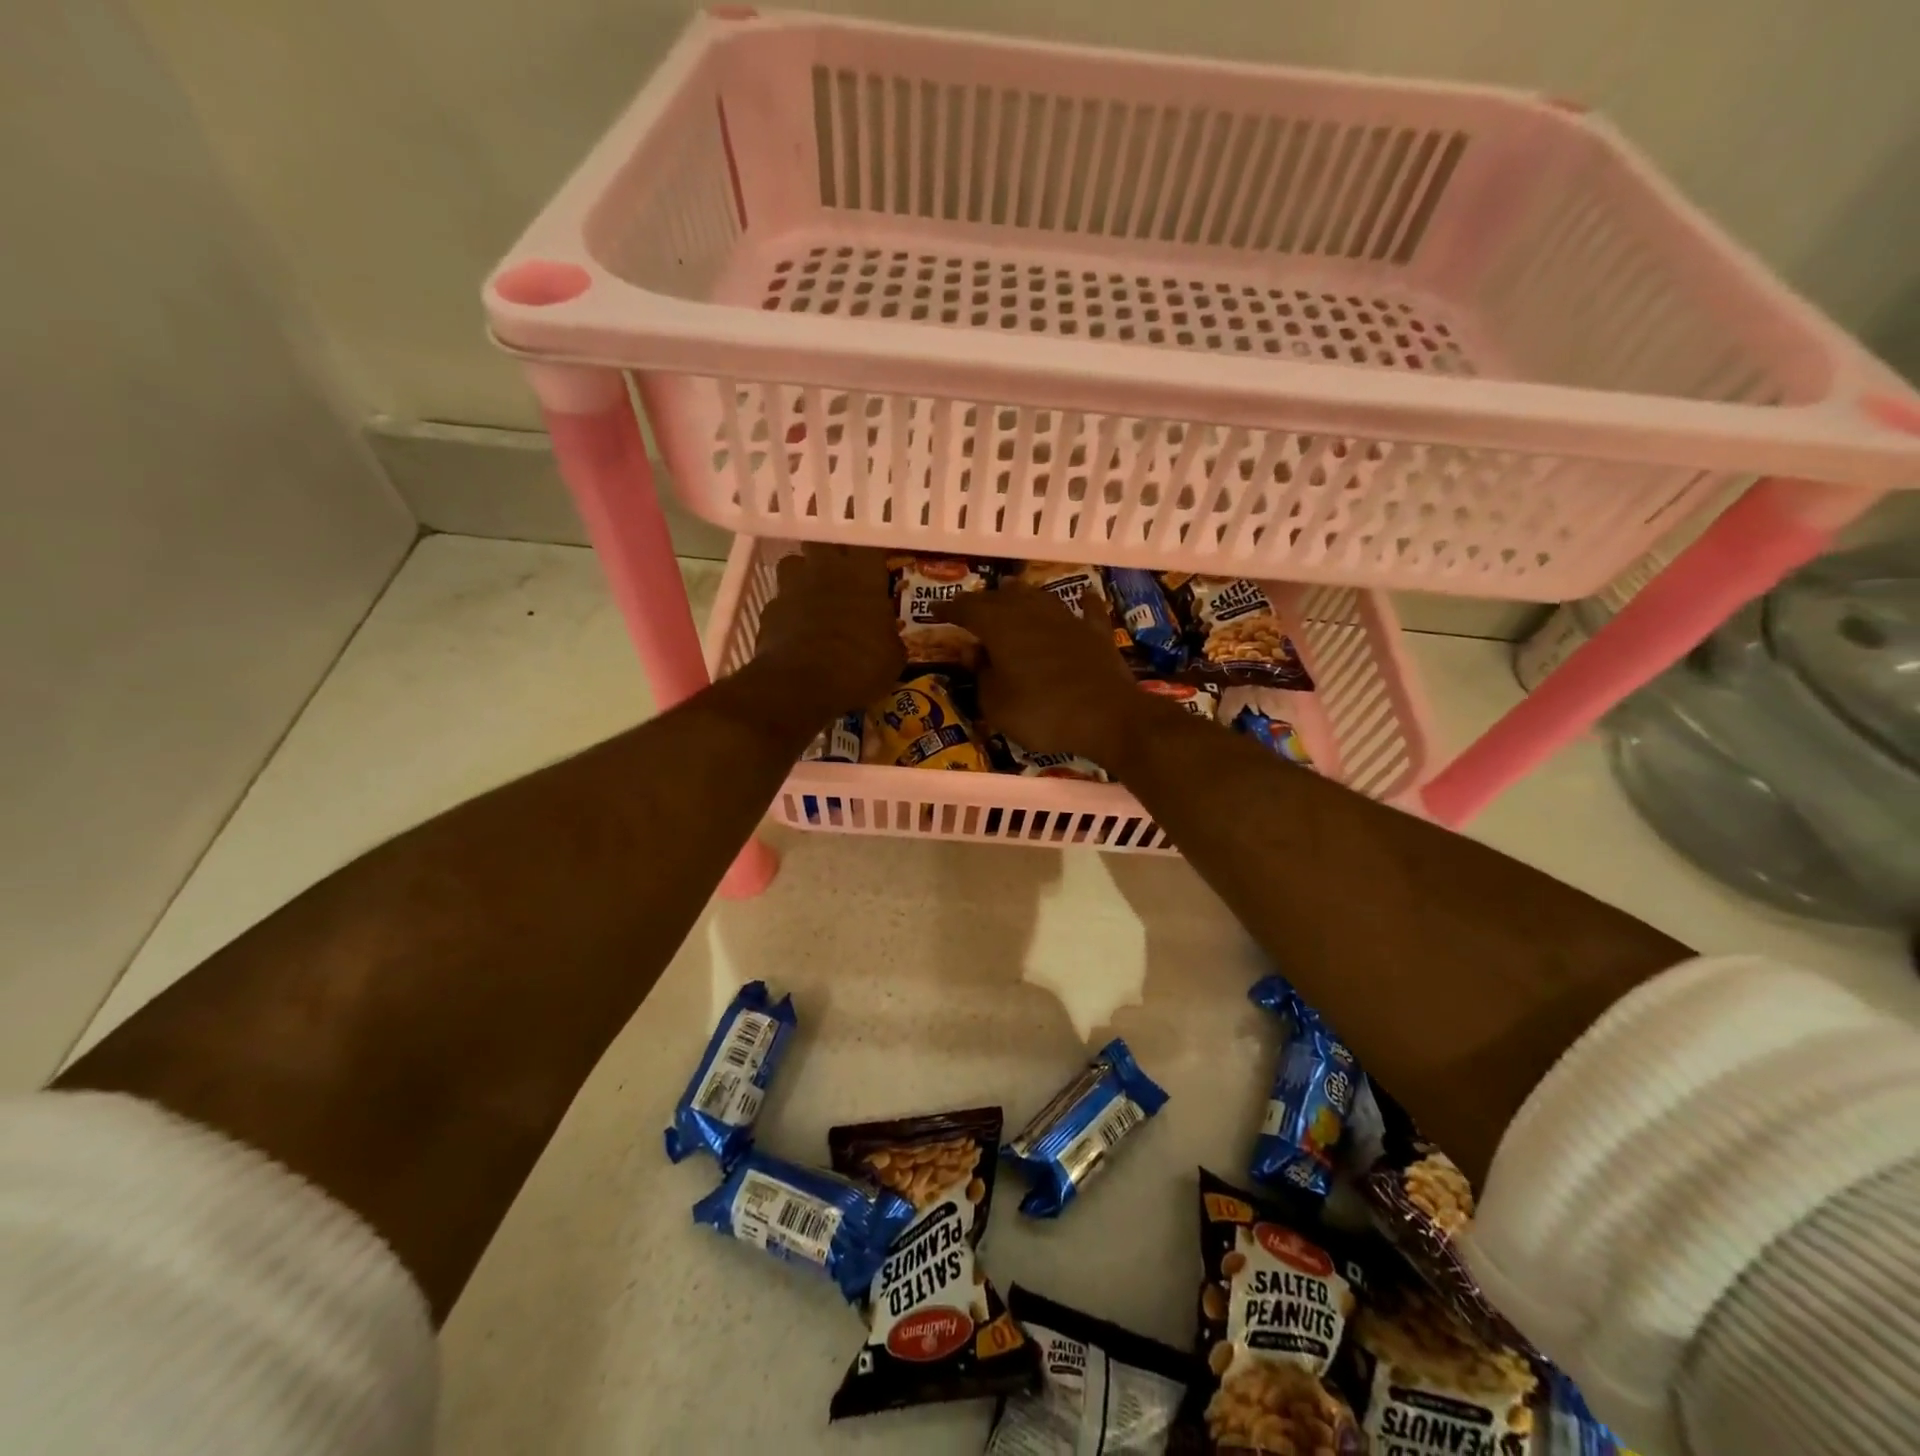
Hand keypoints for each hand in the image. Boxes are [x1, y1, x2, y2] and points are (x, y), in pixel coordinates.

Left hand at [753, 543, 902, 714]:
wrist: (802, 684)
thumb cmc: (860, 666)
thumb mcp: (892, 658)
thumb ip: (889, 637)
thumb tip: (887, 638)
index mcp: (863, 575)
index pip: (870, 545)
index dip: (871, 554)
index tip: (876, 566)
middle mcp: (825, 571)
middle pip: (823, 541)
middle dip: (830, 553)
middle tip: (840, 573)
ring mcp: (792, 588)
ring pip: (793, 563)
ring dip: (802, 575)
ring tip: (812, 596)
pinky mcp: (769, 610)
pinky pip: (779, 601)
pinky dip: (786, 611)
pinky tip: (794, 631)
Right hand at [934, 583, 1147, 770]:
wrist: (1108, 717)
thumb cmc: (1043, 714)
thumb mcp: (996, 706)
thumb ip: (981, 677)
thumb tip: (976, 655)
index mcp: (1001, 627)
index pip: (967, 609)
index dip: (948, 609)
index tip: (935, 613)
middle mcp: (1032, 613)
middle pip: (1001, 597)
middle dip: (982, 601)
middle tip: (969, 609)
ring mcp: (1068, 619)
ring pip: (1039, 596)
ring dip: (1021, 595)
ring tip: (1009, 592)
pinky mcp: (1096, 633)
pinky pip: (1087, 610)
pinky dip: (1082, 603)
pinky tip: (1083, 596)